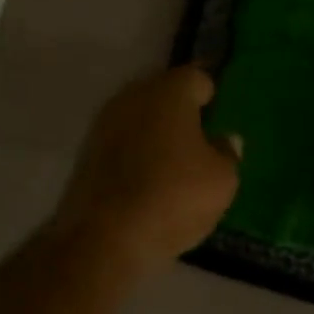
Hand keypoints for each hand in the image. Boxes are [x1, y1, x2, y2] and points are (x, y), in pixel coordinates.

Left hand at [49, 66, 239, 277]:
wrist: (105, 236)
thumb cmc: (174, 197)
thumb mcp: (222, 180)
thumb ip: (227, 153)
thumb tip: (224, 140)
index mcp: (169, 92)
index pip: (197, 78)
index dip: (212, 97)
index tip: (219, 118)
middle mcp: (132, 96)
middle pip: (164, 95)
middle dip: (181, 113)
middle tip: (200, 141)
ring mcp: (104, 123)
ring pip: (139, 118)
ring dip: (155, 134)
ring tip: (175, 164)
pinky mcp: (86, 153)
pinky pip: (121, 143)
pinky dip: (135, 155)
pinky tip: (147, 180)